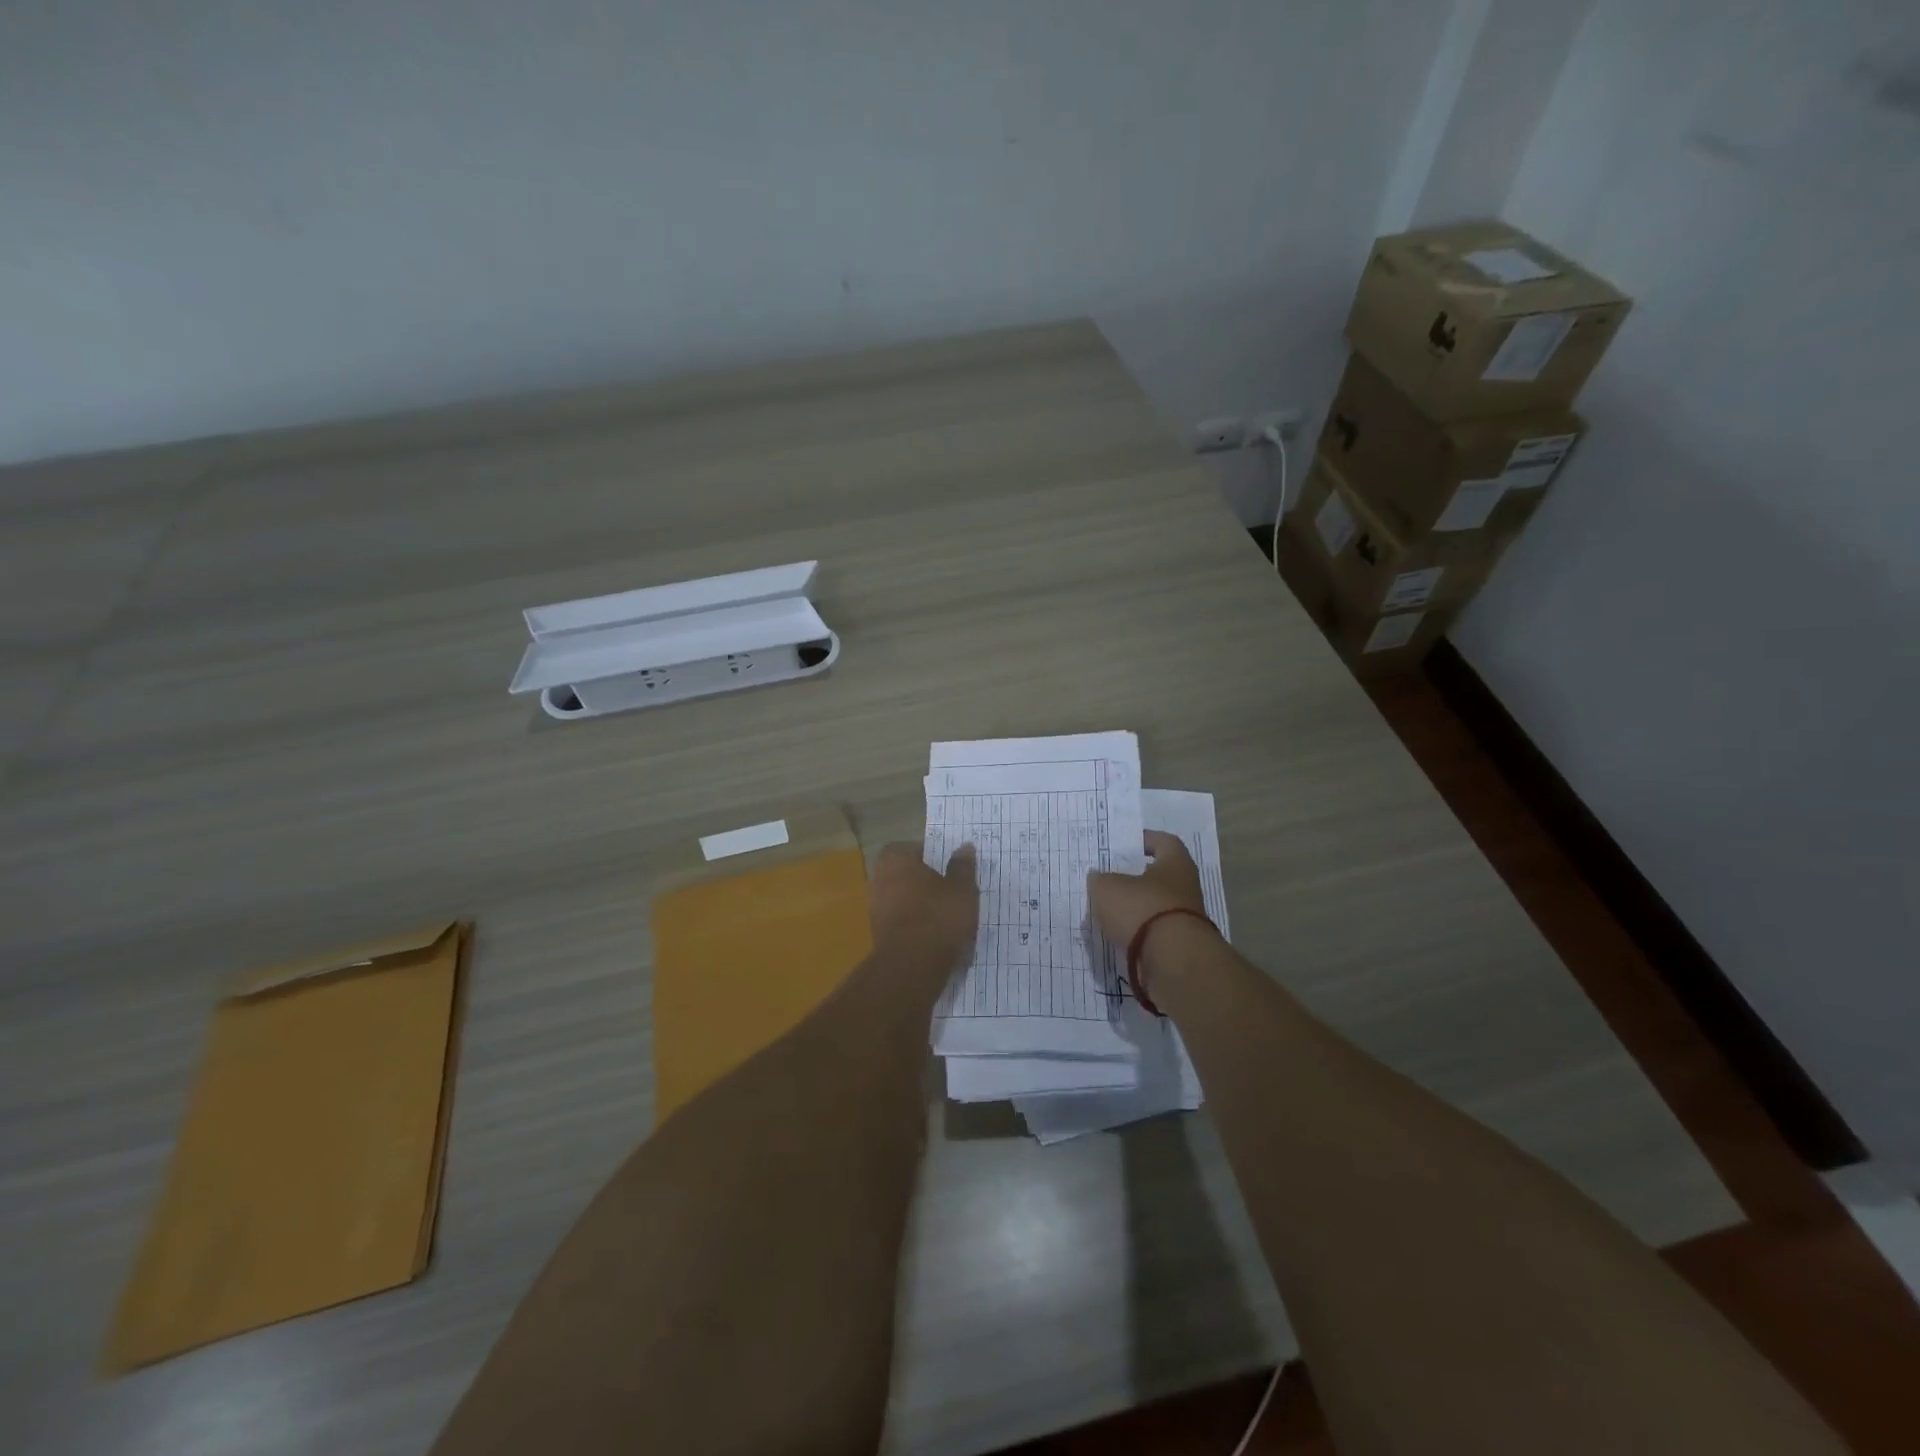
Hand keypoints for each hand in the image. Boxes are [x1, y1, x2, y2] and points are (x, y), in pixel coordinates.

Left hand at [869, 842, 978, 970]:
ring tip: (950, 916)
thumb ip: (962, 867)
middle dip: (929, 882)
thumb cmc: (937, 917)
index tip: (953, 869)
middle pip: (909, 875)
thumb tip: (964, 847)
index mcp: (895, 858)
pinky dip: (918, 925)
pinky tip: (938, 935)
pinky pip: (904, 922)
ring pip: (906, 899)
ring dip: (924, 906)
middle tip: (954, 891)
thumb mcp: (961, 888)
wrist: (911, 967)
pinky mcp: (879, 934)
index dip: (935, 857)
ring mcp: (876, 908)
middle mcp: (879, 878)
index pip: (915, 848)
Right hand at [1087, 831, 1207, 948]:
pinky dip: (1138, 933)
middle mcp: (1186, 887)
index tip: (1124, 844)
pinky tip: (1117, 935)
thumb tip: (1099, 877)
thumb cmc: (1142, 909)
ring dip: (1135, 908)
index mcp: (1176, 863)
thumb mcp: (1107, 887)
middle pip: (1159, 876)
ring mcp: (1185, 918)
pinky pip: (1154, 932)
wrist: (1173, 961)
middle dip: (1135, 878)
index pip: (1164, 841)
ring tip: (1107, 910)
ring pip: (1155, 906)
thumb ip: (1100, 879)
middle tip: (1109, 878)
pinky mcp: (1179, 946)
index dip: (1144, 840)